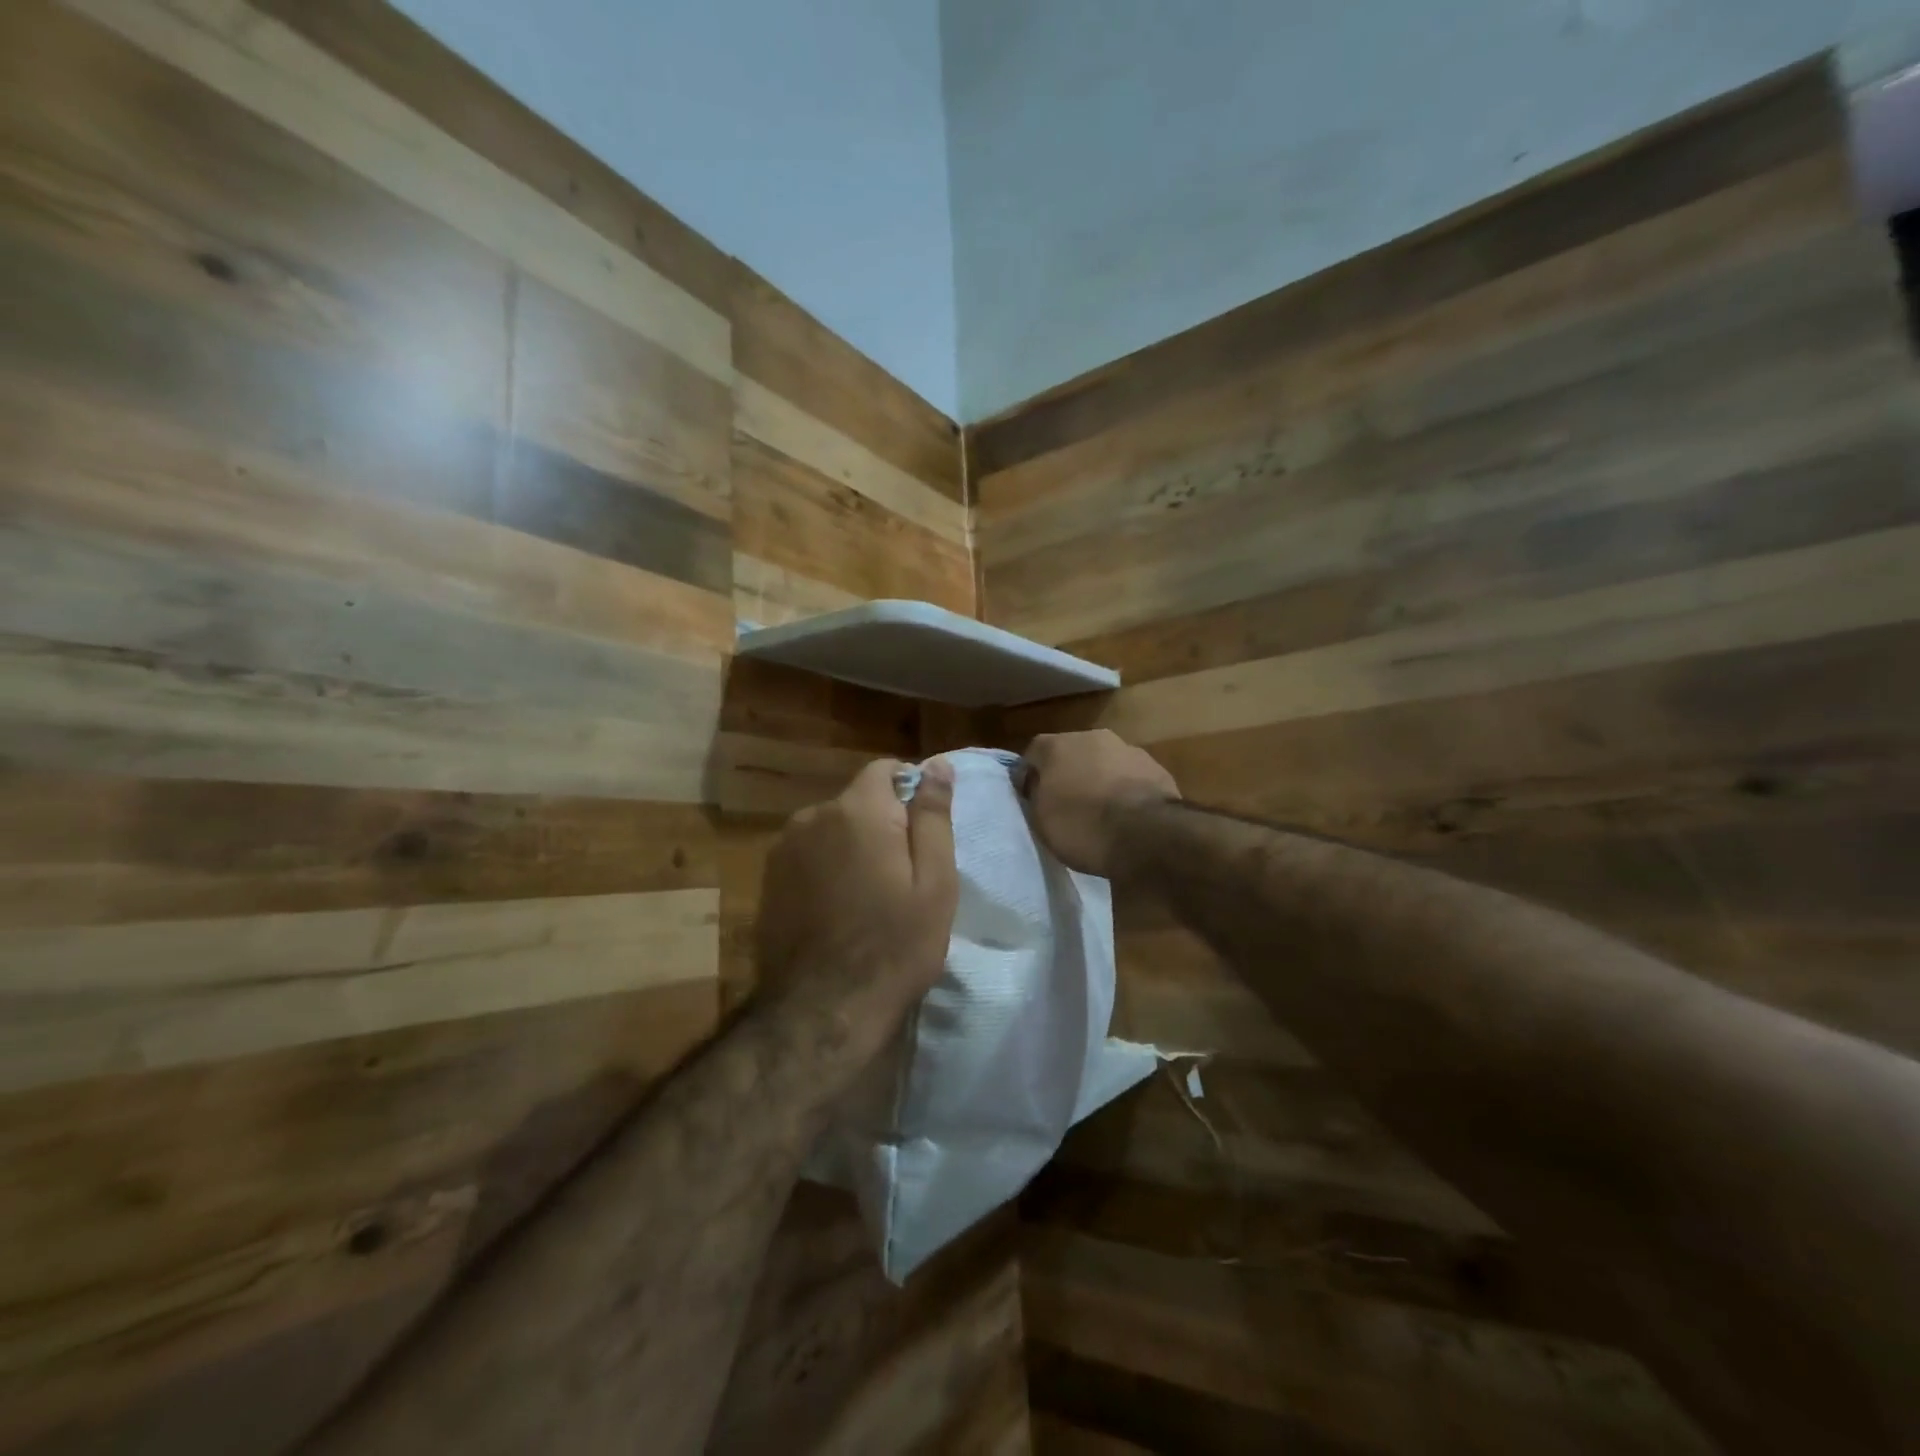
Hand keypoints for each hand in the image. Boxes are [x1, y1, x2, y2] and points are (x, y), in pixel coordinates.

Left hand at [755, 757, 958, 1032]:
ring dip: (851, 847)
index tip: (923, 832)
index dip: (910, 791)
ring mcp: (784, 848)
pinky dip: (826, 868)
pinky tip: (837, 909)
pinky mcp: (768, 879)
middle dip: (881, 824)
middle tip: (902, 876)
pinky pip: (808, 855)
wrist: (823, 1010)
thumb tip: (938, 764)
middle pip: (857, 801)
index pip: (885, 769)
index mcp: (858, 810)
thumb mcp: (935, 881)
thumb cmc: (894, 944)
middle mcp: (813, 816)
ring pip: (831, 829)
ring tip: (869, 897)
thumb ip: (934, 815)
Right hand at [1023, 730, 1179, 876]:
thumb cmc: (1082, 826)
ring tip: (1100, 811)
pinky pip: (1130, 777)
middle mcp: (1092, 738)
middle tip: (1066, 803)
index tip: (1032, 798)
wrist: (1145, 834)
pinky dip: (1125, 790)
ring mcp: (1128, 750)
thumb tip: (1037, 785)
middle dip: (1068, 773)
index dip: (1031, 776)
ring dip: (1100, 779)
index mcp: (1057, 746)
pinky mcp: (1156, 768)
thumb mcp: (1040, 819)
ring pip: (1105, 762)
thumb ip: (1036, 794)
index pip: (1034, 753)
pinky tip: (1126, 815)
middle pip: (1072, 753)